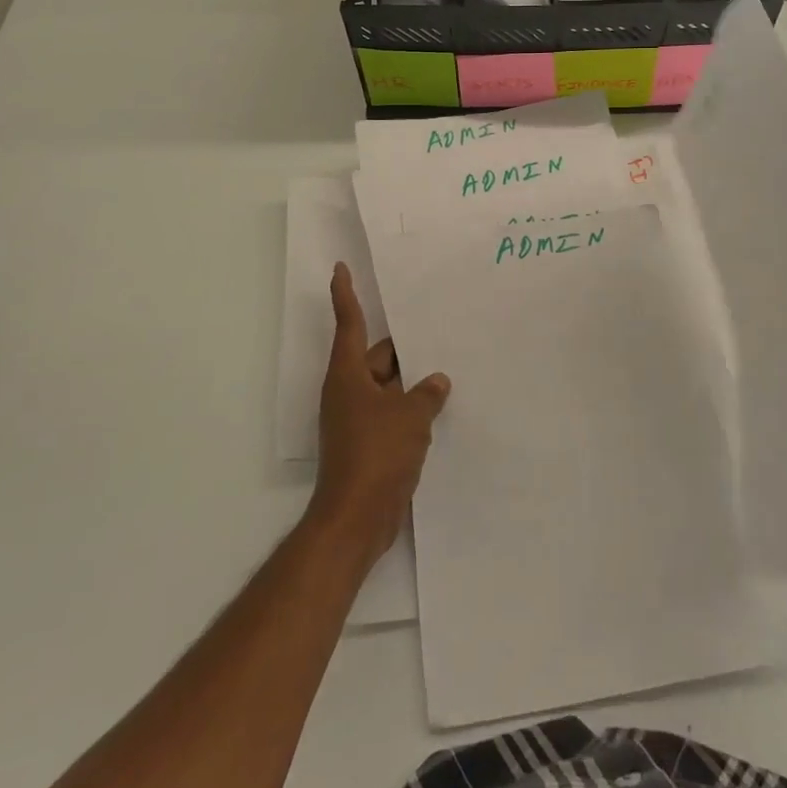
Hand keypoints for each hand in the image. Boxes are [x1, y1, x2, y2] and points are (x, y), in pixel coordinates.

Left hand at [307, 263, 450, 572]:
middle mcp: (348, 392)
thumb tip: (437, 381)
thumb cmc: (377, 455)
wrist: (357, 518)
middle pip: (376, 357)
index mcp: (348, 375)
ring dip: (411, 381)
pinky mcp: (368, 444)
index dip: (345, 294)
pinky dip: (410, 408)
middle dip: (405, 348)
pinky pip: (392, 413)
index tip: (340, 268)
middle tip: (437, 331)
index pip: (348, 323)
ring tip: (446, 368)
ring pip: (387, 387)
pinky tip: (439, 409)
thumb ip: (427, 394)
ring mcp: (356, 420)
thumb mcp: (410, 417)